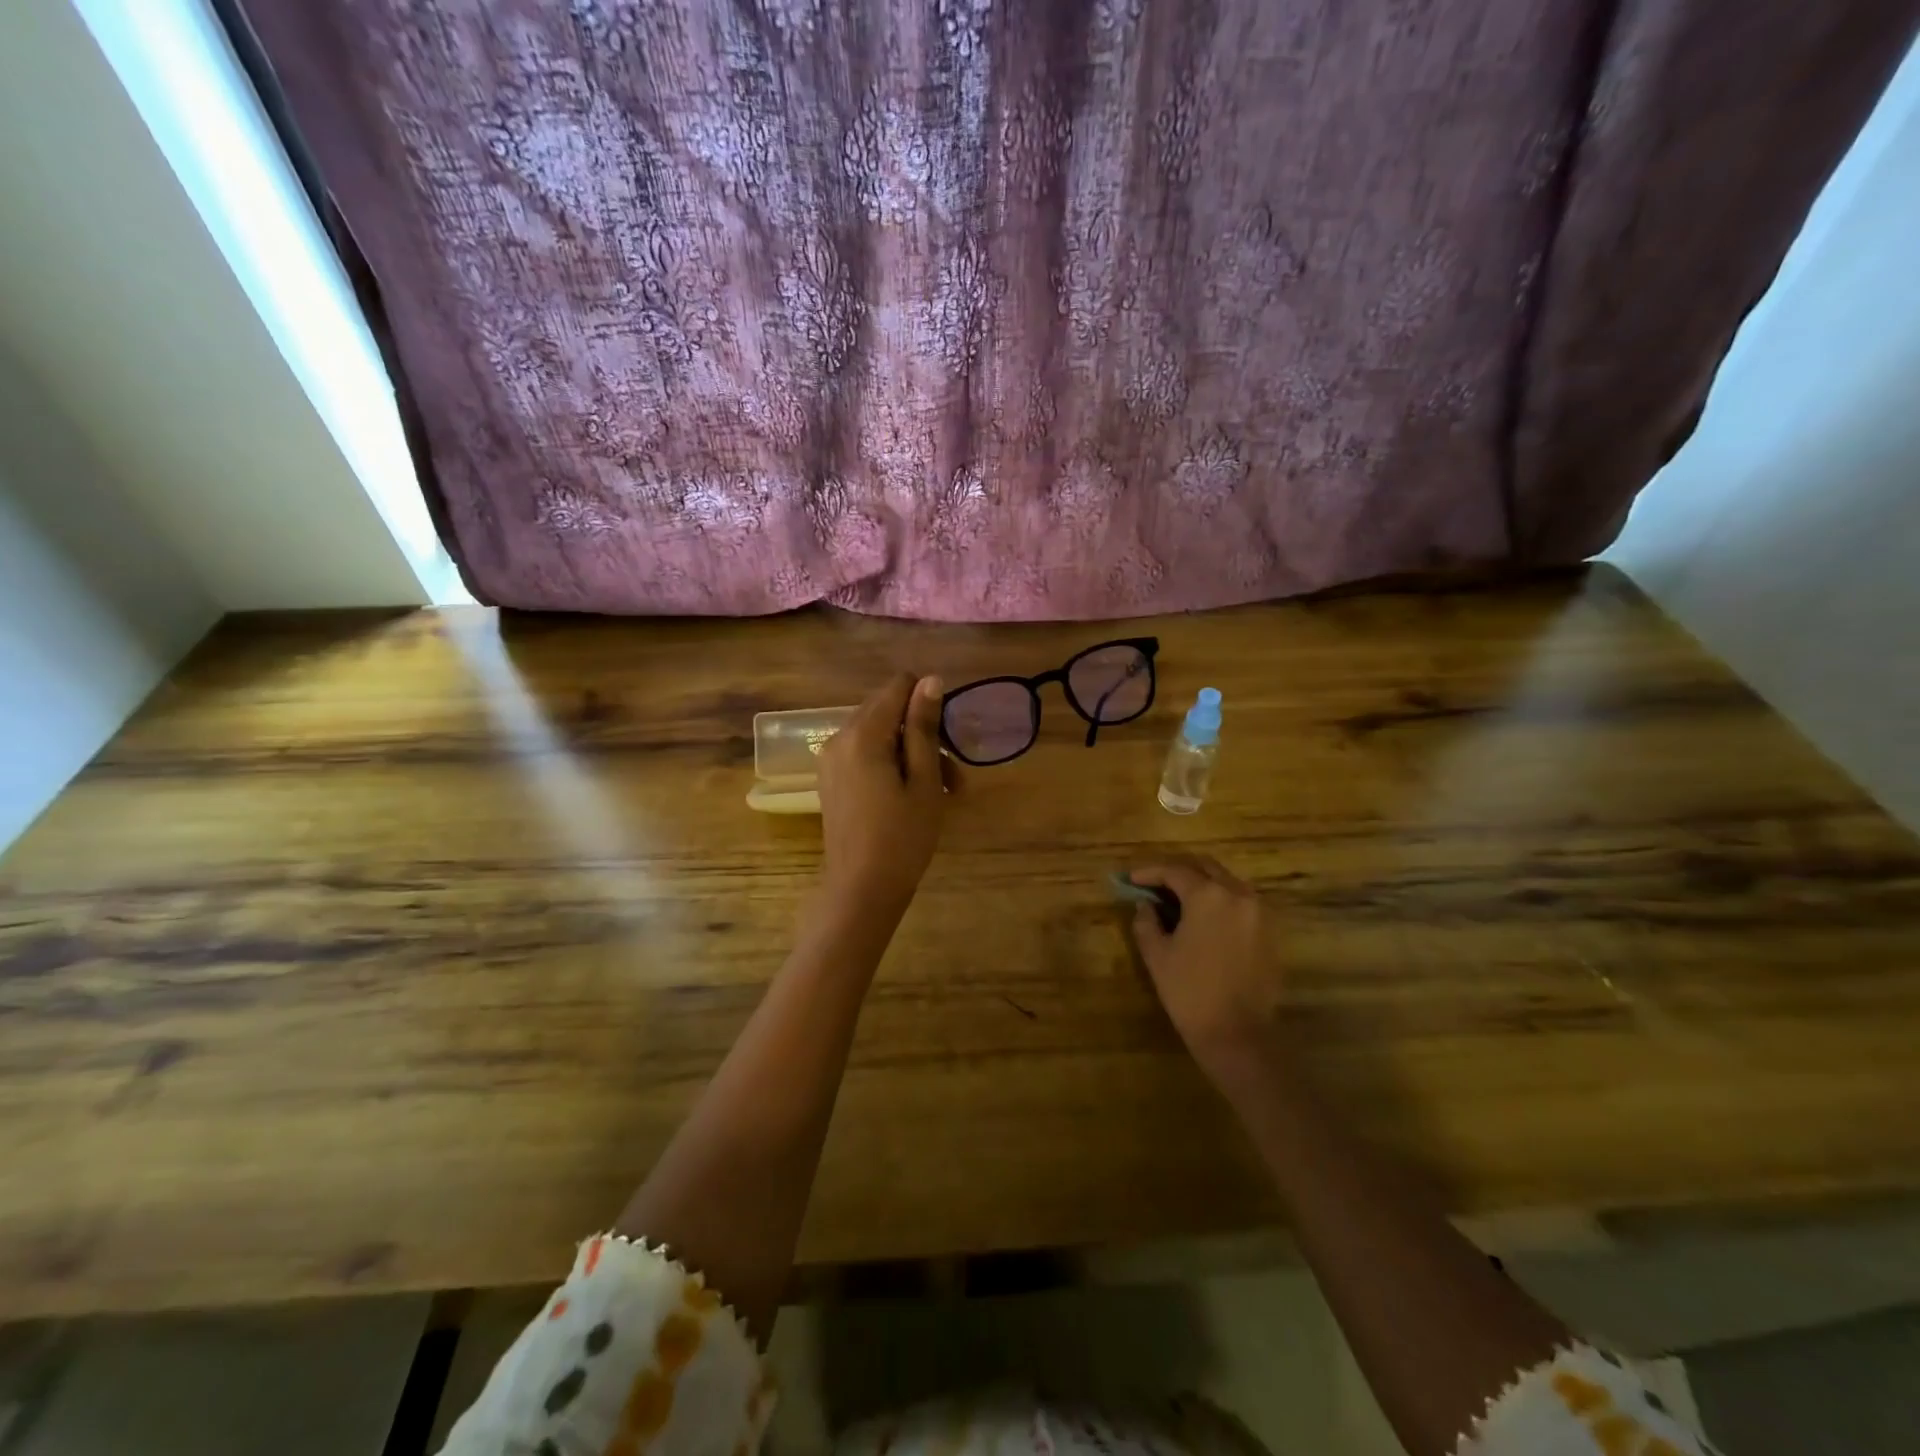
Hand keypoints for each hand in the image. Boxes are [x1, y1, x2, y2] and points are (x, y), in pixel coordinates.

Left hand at [817, 673, 946, 921]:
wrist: (861, 890)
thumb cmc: (902, 837)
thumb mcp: (924, 781)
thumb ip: (925, 727)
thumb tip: (930, 679)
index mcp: (863, 733)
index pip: (898, 686)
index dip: (928, 703)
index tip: (946, 740)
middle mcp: (839, 737)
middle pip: (887, 709)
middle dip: (922, 732)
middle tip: (951, 775)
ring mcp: (831, 759)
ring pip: (879, 734)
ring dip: (912, 751)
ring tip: (942, 791)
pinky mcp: (831, 779)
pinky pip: (865, 754)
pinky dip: (891, 764)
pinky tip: (912, 795)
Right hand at [1128, 857, 1285, 1082]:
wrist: (1238, 1035)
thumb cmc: (1190, 993)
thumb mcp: (1157, 955)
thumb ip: (1146, 922)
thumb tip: (1145, 906)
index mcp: (1208, 896)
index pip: (1174, 870)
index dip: (1149, 872)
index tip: (1131, 880)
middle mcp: (1238, 894)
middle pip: (1205, 867)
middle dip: (1178, 871)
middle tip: (1155, 884)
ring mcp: (1259, 912)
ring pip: (1226, 882)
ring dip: (1201, 884)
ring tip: (1177, 900)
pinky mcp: (1270, 931)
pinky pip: (1241, 902)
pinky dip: (1220, 901)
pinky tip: (1203, 918)